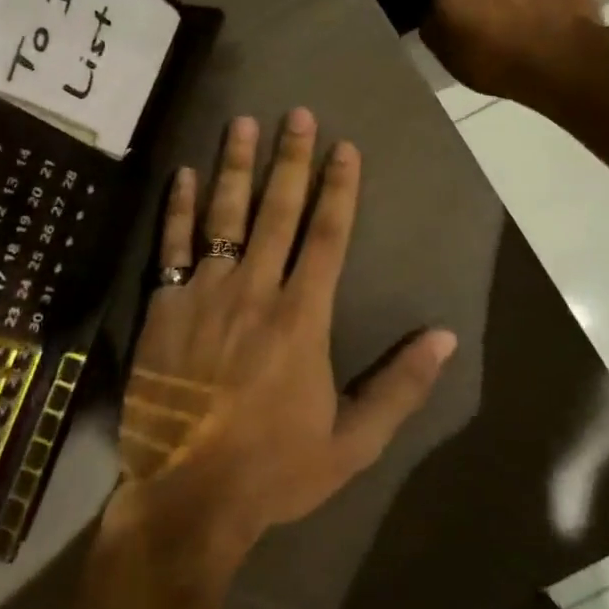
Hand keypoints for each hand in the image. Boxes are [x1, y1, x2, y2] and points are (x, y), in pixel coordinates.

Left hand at [106, 110, 456, 578]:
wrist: (188, 494)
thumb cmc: (274, 469)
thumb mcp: (352, 442)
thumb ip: (400, 387)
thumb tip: (444, 337)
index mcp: (301, 318)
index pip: (326, 236)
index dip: (338, 188)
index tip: (344, 148)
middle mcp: (254, 291)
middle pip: (277, 212)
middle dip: (291, 160)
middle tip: (297, 113)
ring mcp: (204, 293)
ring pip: (223, 216)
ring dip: (236, 167)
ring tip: (243, 123)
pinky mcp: (165, 305)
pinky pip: (172, 245)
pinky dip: (178, 207)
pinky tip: (184, 173)